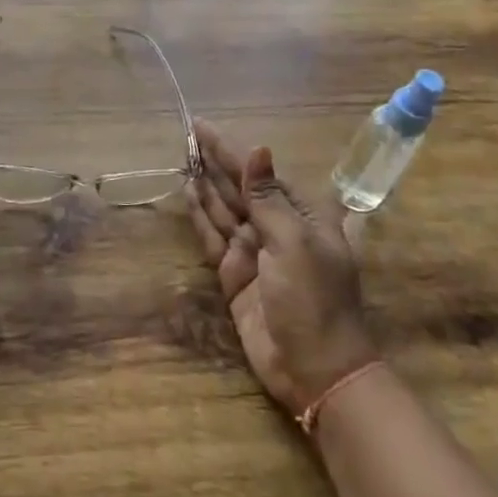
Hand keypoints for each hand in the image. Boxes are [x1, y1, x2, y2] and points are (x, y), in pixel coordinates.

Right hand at [189, 119, 374, 415]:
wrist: (315, 370)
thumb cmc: (313, 300)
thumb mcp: (293, 243)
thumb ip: (267, 198)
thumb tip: (258, 149)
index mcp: (302, 215)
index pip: (259, 172)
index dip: (231, 149)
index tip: (202, 126)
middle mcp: (277, 228)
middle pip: (240, 187)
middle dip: (215, 162)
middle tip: (186, 136)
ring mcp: (255, 252)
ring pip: (224, 209)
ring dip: (205, 184)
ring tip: (183, 158)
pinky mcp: (235, 275)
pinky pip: (214, 237)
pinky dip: (201, 216)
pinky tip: (188, 194)